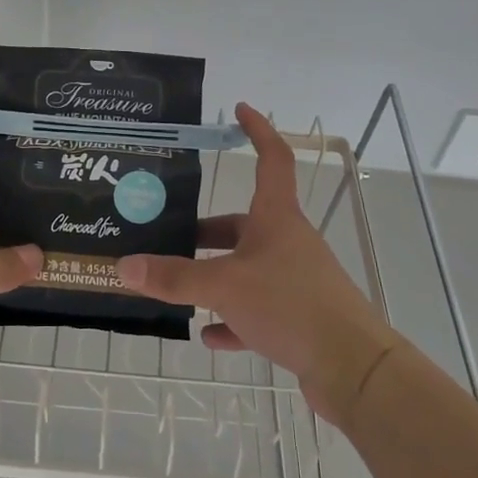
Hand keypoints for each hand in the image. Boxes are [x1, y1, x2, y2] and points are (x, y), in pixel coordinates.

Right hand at [115, 102, 402, 424]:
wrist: (353, 368)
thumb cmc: (291, 305)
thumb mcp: (223, 287)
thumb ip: (173, 277)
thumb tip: (124, 266)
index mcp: (276, 218)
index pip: (271, 158)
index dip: (257, 131)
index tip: (240, 109)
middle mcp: (287, 242)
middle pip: (243, 223)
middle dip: (206, 231)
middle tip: (170, 236)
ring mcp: (295, 280)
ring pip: (247, 268)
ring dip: (215, 275)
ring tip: (178, 285)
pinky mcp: (299, 318)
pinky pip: (258, 309)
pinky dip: (232, 318)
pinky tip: (209, 334)